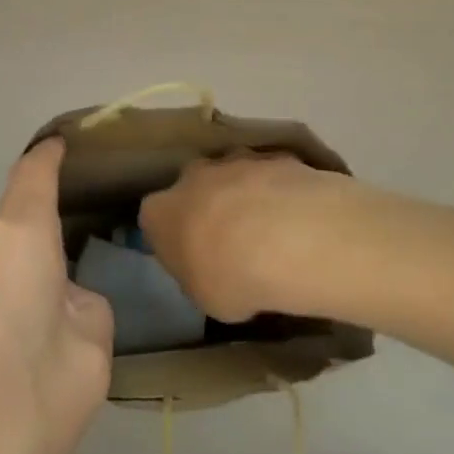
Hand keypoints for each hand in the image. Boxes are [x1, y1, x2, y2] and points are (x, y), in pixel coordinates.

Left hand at [0, 142, 113, 453]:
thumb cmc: (22, 411)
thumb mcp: (90, 358)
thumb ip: (84, 306)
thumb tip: (58, 301)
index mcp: (14, 235)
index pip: (34, 170)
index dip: (51, 155)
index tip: (64, 147)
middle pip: (13, 223)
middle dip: (38, 247)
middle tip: (61, 303)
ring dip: (8, 279)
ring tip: (22, 343)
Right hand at [139, 151, 350, 322]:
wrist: (286, 239)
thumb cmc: (230, 277)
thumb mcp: (204, 298)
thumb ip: (199, 276)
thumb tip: (208, 270)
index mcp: (161, 211)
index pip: (154, 218)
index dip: (171, 236)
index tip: (189, 256)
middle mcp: (192, 176)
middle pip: (194, 186)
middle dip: (208, 205)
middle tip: (230, 240)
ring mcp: (235, 160)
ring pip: (233, 174)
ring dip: (245, 195)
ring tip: (271, 229)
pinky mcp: (274, 156)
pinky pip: (272, 174)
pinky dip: (280, 191)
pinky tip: (298, 217)